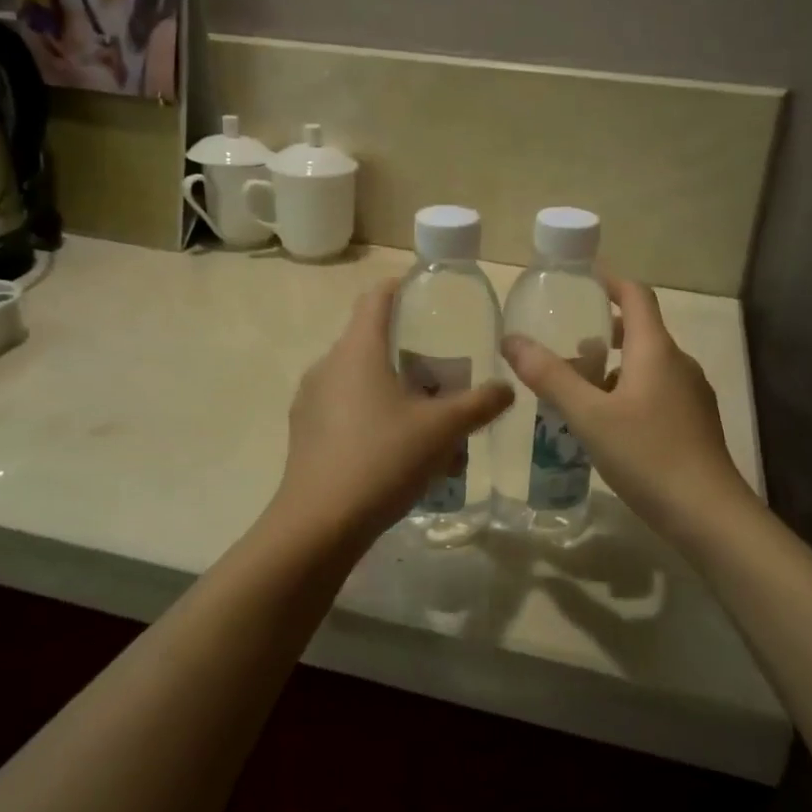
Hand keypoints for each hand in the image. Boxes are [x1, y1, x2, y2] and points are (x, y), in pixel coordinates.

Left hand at [271, 279, 513, 545]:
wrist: (319, 524)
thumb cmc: (383, 459)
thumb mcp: (442, 429)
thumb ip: (480, 404)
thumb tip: (507, 389)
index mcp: (357, 350)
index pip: (375, 298)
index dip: (400, 288)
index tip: (426, 293)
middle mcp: (327, 366)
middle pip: (371, 342)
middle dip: (409, 353)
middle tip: (444, 374)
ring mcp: (310, 400)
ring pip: (359, 380)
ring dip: (393, 390)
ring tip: (426, 419)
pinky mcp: (304, 432)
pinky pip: (344, 409)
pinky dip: (372, 415)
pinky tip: (396, 451)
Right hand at [502, 276, 753, 540]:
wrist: (708, 514)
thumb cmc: (647, 455)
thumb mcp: (589, 415)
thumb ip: (550, 376)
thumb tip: (512, 339)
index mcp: (657, 350)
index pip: (636, 295)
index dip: (610, 281)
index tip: (582, 277)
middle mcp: (679, 363)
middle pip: (642, 330)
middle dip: (605, 328)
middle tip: (566, 337)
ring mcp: (691, 394)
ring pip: (648, 364)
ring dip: (614, 364)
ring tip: (577, 384)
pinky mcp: (694, 423)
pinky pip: (656, 390)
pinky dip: (628, 390)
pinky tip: (606, 421)